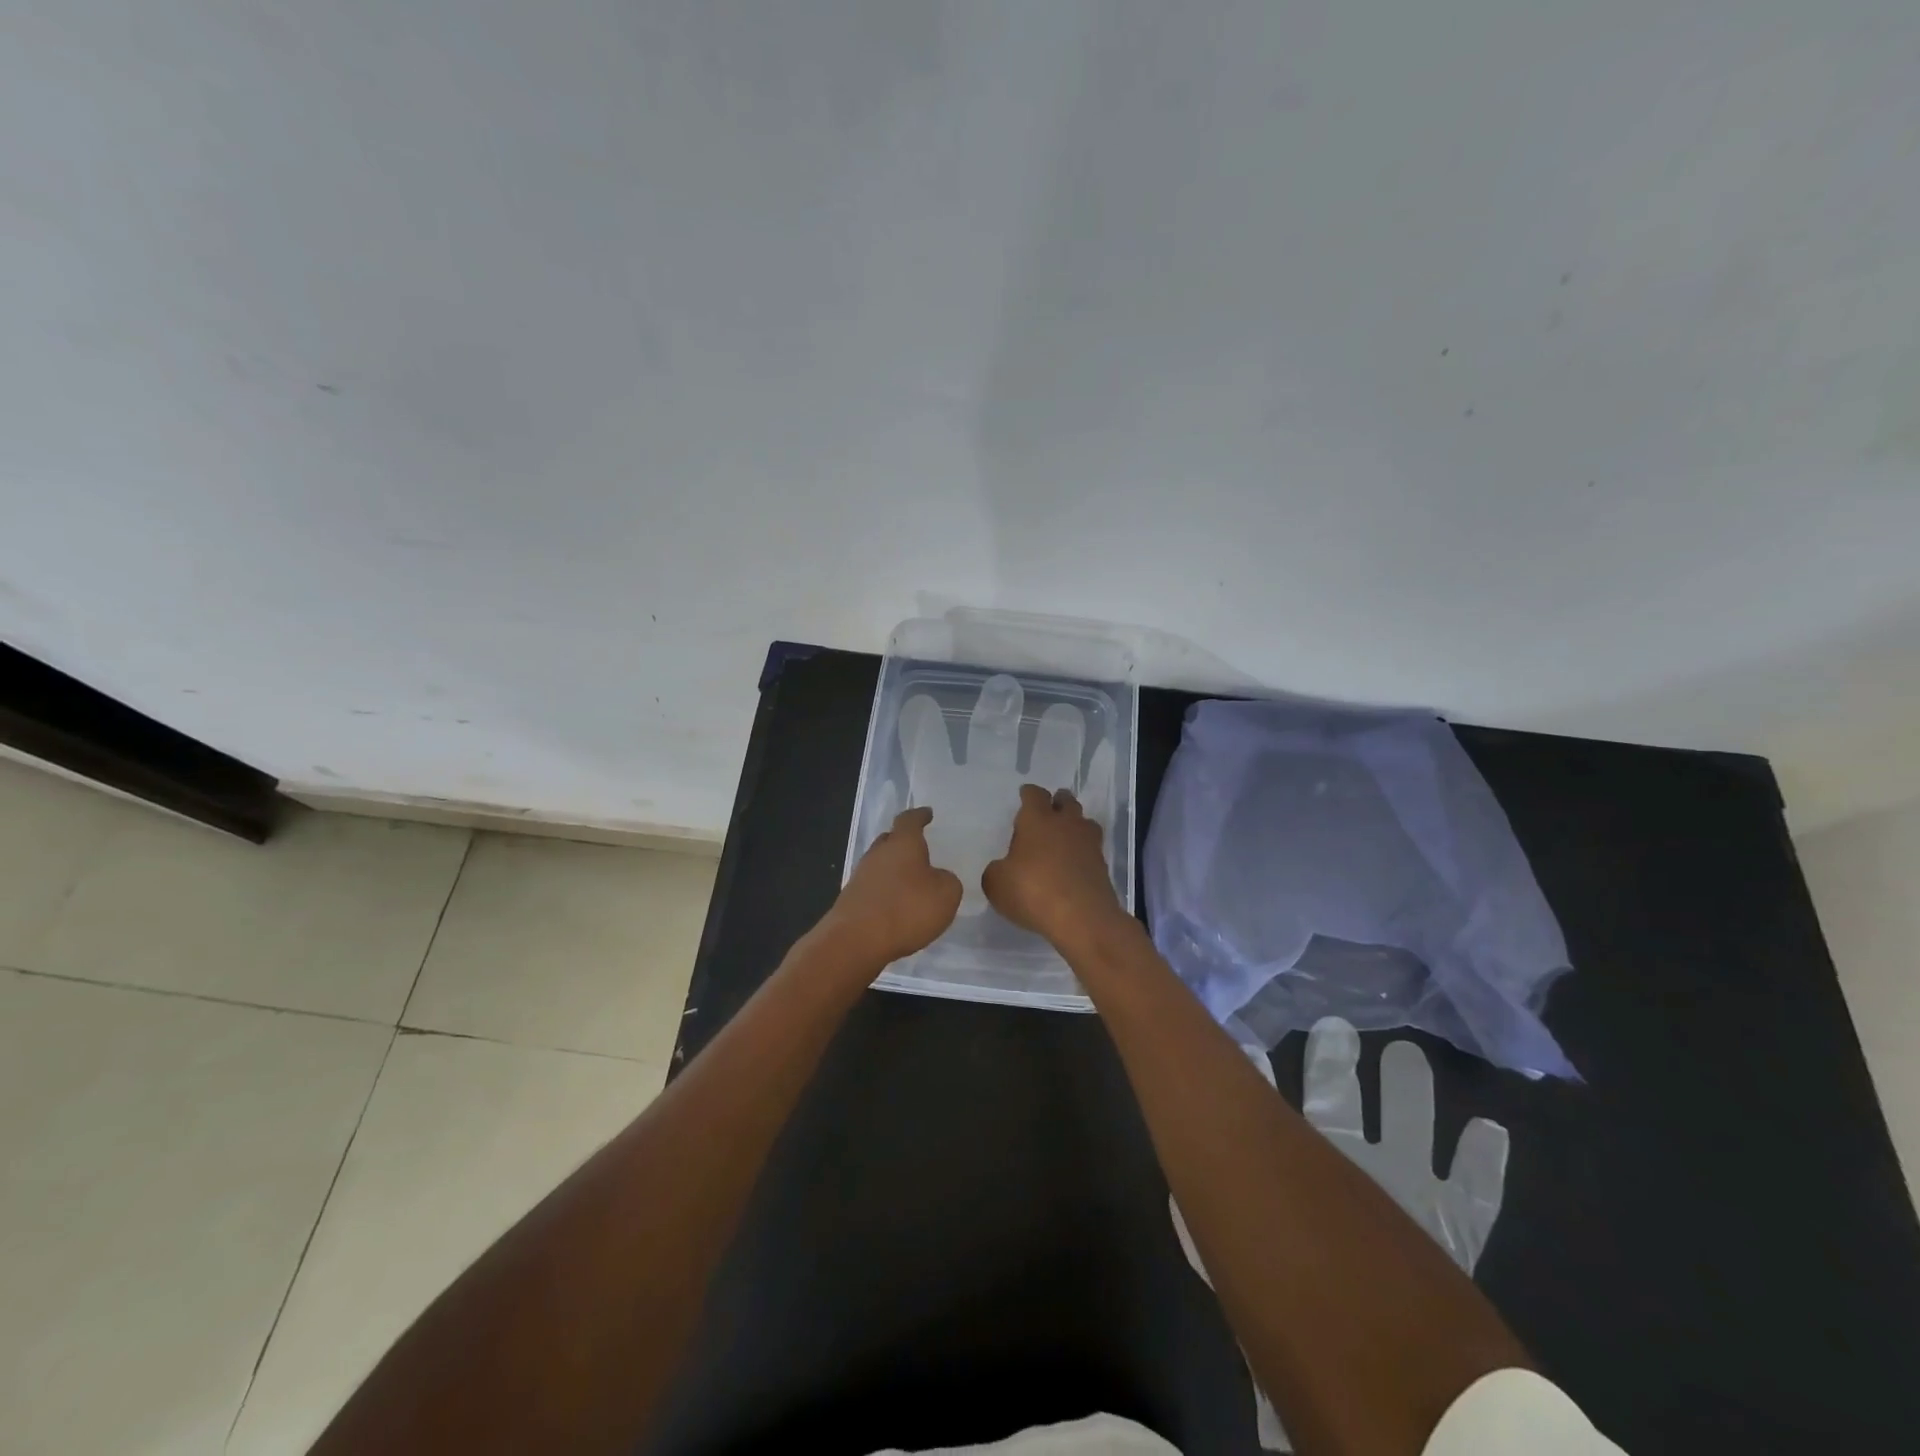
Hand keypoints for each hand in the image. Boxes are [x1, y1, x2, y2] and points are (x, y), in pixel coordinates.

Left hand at [821, 806, 962, 970]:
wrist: (855, 941)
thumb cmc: (907, 909)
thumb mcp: (946, 895)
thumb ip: (948, 880)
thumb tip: (937, 877)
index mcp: (902, 843)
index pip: (910, 820)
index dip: (920, 816)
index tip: (927, 813)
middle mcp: (878, 853)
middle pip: (890, 840)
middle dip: (904, 843)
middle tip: (920, 850)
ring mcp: (860, 876)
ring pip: (880, 864)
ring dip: (894, 870)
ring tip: (911, 882)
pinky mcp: (851, 900)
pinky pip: (873, 887)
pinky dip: (886, 891)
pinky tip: (896, 906)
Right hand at [982, 785, 1129, 952]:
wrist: (1082, 917)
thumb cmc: (1032, 891)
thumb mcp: (996, 883)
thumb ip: (997, 870)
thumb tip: (1004, 868)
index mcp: (1037, 819)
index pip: (1034, 794)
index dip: (1028, 794)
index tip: (1024, 796)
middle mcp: (1066, 823)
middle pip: (1066, 801)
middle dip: (1057, 803)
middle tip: (1047, 812)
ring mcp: (1088, 843)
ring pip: (1084, 822)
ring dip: (1074, 825)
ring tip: (1063, 837)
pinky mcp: (1102, 865)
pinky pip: (1091, 848)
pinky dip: (1082, 852)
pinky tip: (1072, 864)